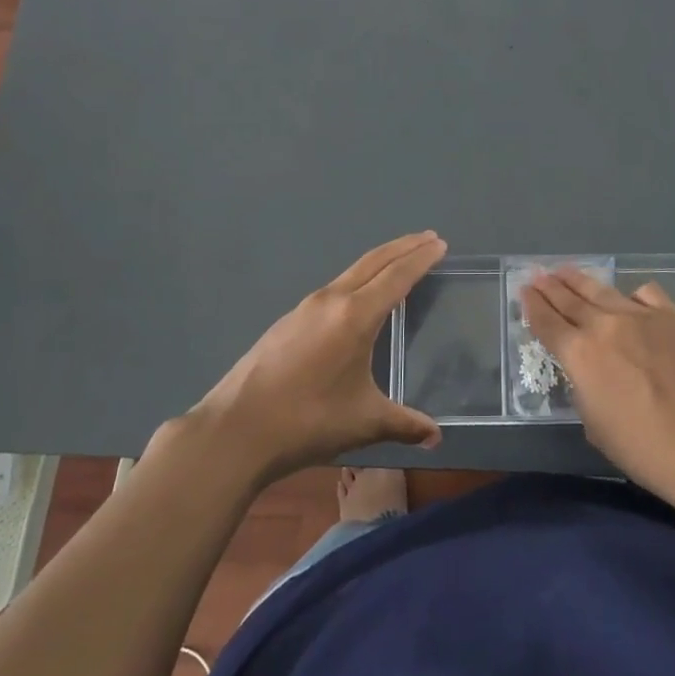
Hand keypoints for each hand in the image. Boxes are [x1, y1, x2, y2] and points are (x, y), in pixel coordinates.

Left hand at [191, 233, 445, 482]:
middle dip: (403, 247)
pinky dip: (356, 281)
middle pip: (374, 262)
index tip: (439, 243)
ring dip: (379, 262)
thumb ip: (404, 424)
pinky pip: (333, 289)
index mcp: (355, 316)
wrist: (235, 430)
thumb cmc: (308, 421)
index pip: (397, 276)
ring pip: (351, 272)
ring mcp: (305, 309)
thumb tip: (436, 437)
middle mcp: (331, 301)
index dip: (421, 258)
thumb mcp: (364, 422)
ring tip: (398, 263)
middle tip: (428, 238)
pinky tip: (357, 299)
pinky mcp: (287, 322)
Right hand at [522, 267, 674, 505]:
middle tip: (538, 273)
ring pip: (602, 290)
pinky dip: (631, 295)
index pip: (546, 322)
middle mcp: (604, 326)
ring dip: (580, 280)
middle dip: (550, 286)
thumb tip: (591, 372)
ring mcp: (641, 316)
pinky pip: (645, 295)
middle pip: (569, 299)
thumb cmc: (645, 449)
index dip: (532, 305)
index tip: (524, 291)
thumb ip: (585, 389)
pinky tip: (629, 300)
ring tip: (567, 271)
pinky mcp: (673, 316)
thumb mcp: (596, 425)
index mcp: (579, 355)